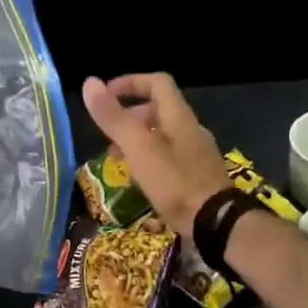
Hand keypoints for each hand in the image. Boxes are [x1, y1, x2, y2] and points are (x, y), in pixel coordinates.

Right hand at [81, 74, 232, 236]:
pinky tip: (139, 179)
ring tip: (117, 160)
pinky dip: (149, 158)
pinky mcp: (199, 175)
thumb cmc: (175, 183)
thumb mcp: (139, 149)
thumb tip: (90, 83)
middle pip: (158, 109)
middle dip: (129, 117)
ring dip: (137, 140)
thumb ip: (114, 118)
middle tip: (107, 135)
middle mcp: (191, 129)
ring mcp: (197, 153)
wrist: (217, 224)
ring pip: (162, 134)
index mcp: (178, 116)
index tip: (106, 96)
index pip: (156, 82)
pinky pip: (170, 156)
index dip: (130, 83)